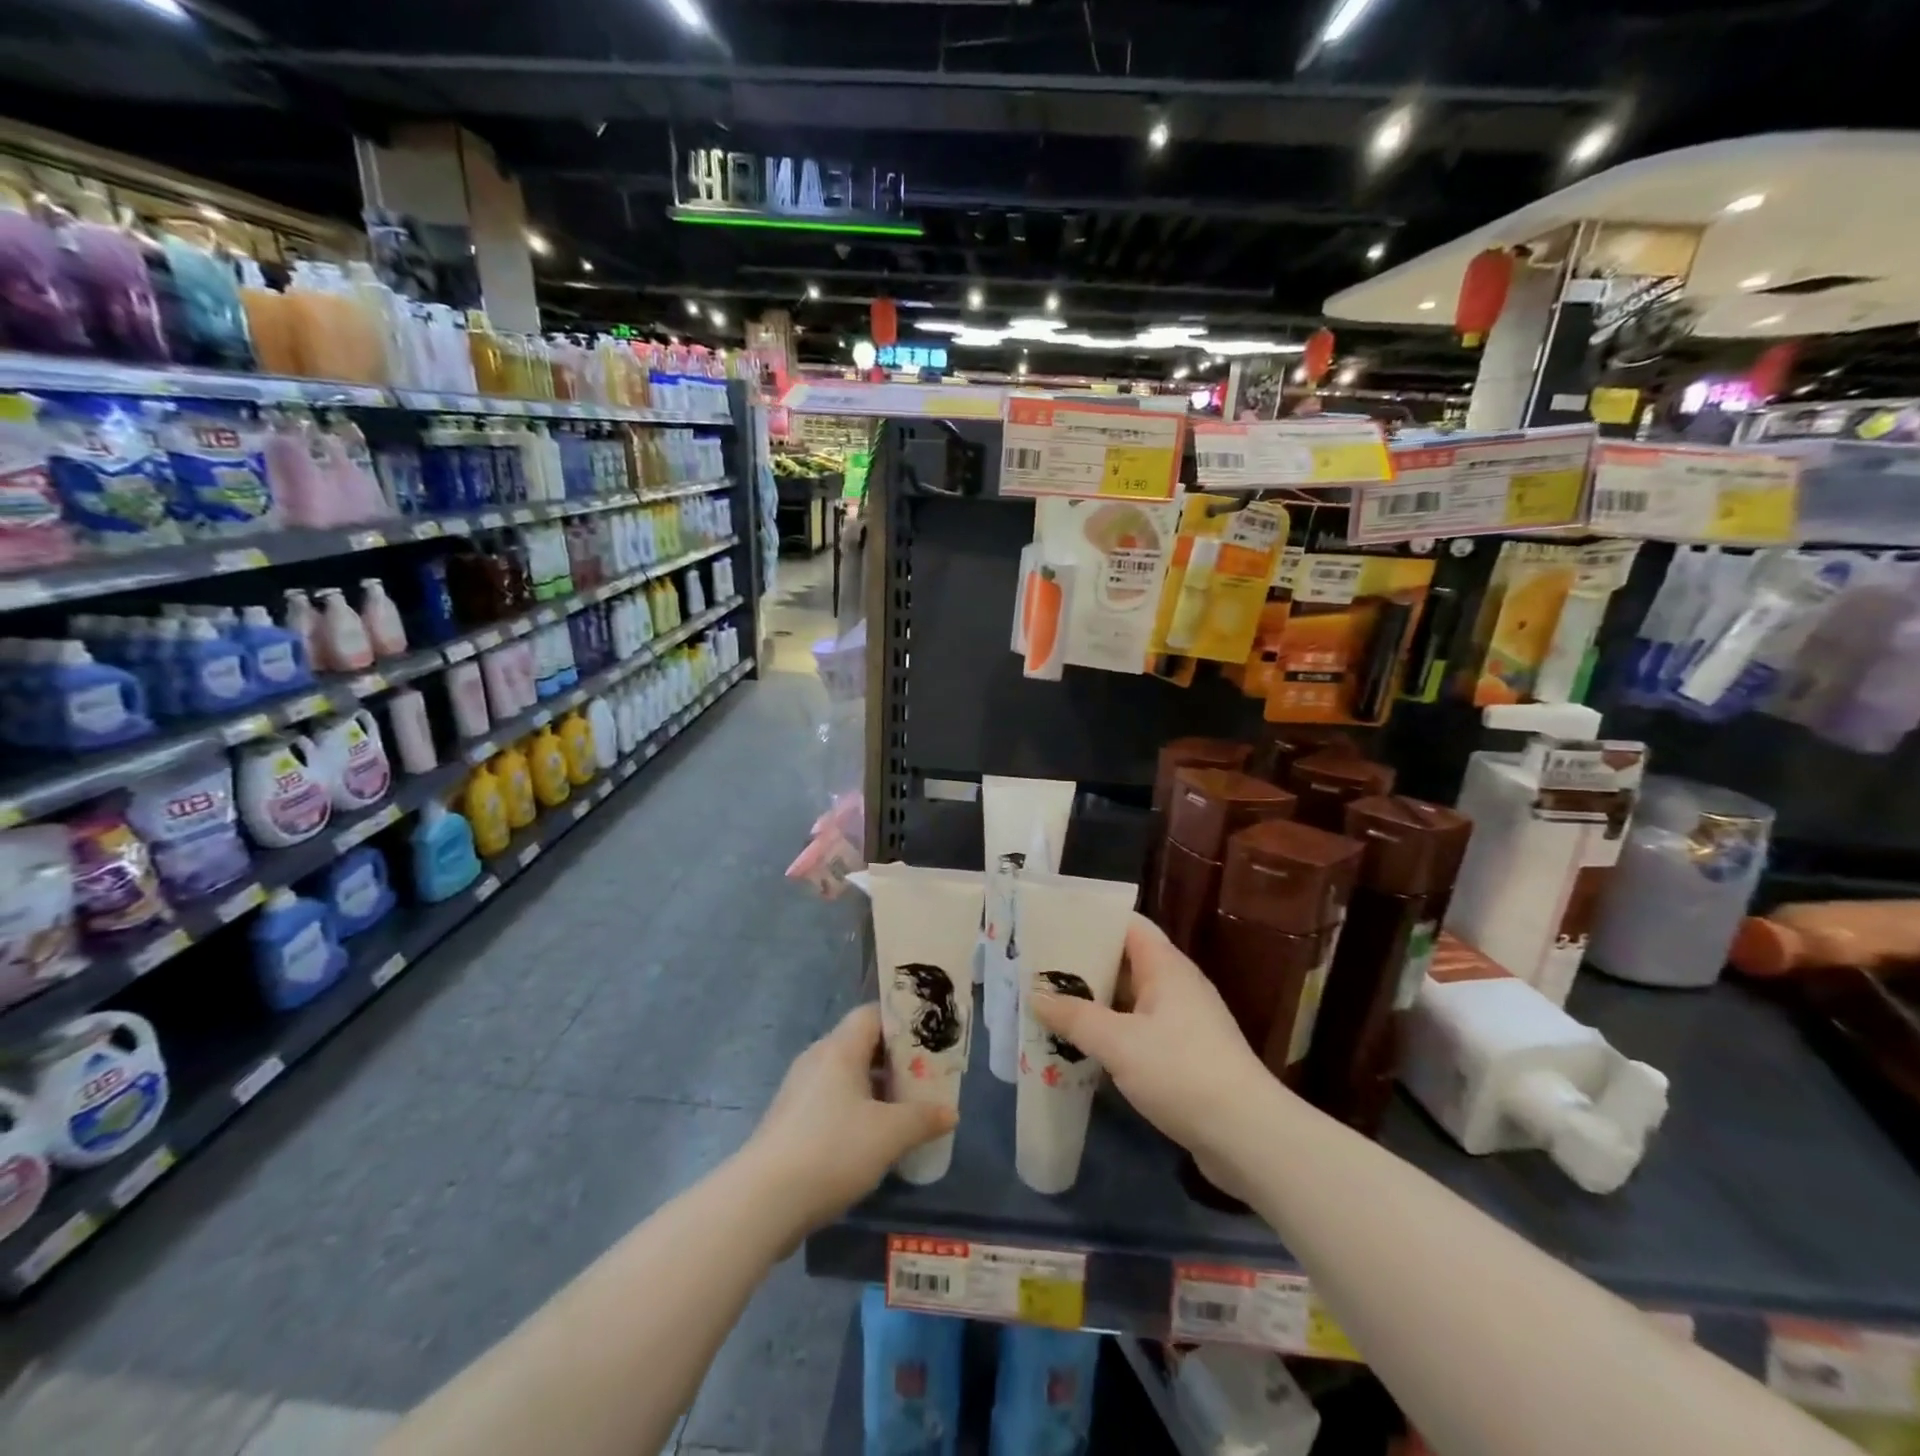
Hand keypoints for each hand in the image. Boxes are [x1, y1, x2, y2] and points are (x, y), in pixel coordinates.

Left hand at [742, 1004, 955, 1234]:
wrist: (763, 1201)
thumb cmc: (832, 1150)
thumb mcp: (889, 1134)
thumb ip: (923, 1118)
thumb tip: (950, 1112)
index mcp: (840, 1049)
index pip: (872, 1014)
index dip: (902, 1023)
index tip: (928, 1042)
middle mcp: (817, 1059)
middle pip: (860, 1044)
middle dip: (893, 1061)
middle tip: (923, 1080)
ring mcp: (799, 1090)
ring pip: (845, 1076)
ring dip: (874, 1089)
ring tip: (903, 1112)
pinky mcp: (789, 1120)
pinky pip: (830, 1101)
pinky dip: (854, 1110)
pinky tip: (871, 1140)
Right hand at [1030, 914, 1275, 1167]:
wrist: (1248, 1137)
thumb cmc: (1181, 1072)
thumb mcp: (1118, 1042)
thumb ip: (1074, 1017)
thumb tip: (1036, 996)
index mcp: (1166, 967)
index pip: (1128, 924)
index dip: (1091, 921)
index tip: (1052, 925)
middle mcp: (1176, 986)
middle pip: (1125, 961)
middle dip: (1084, 966)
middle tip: (1039, 970)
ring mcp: (1183, 1022)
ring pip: (1129, 1000)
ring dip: (1094, 1003)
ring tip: (1049, 1006)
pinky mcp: (1184, 1056)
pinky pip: (1138, 1031)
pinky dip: (1110, 1033)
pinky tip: (1081, 1047)